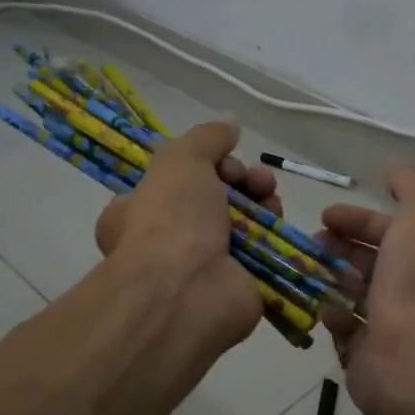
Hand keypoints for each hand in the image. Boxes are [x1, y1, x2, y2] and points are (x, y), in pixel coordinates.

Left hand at [94, 121, 282, 353]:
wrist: (186, 292)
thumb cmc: (170, 220)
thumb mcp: (180, 160)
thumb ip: (206, 137)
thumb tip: (229, 121)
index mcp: (136, 212)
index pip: (174, 180)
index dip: (205, 163)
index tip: (223, 158)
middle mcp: (166, 241)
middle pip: (214, 197)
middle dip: (239, 179)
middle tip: (252, 178)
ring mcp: (202, 267)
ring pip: (240, 222)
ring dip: (260, 200)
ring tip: (268, 193)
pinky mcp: (236, 285)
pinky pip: (259, 251)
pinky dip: (272, 232)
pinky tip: (278, 219)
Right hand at [320, 166, 414, 414]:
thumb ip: (412, 184)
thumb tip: (393, 168)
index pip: (391, 232)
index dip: (359, 219)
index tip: (325, 215)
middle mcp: (412, 292)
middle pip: (369, 264)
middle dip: (338, 248)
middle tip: (308, 243)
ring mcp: (390, 328)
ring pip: (353, 297)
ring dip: (329, 280)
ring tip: (304, 271)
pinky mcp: (368, 360)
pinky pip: (344, 333)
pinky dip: (332, 317)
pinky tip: (324, 308)